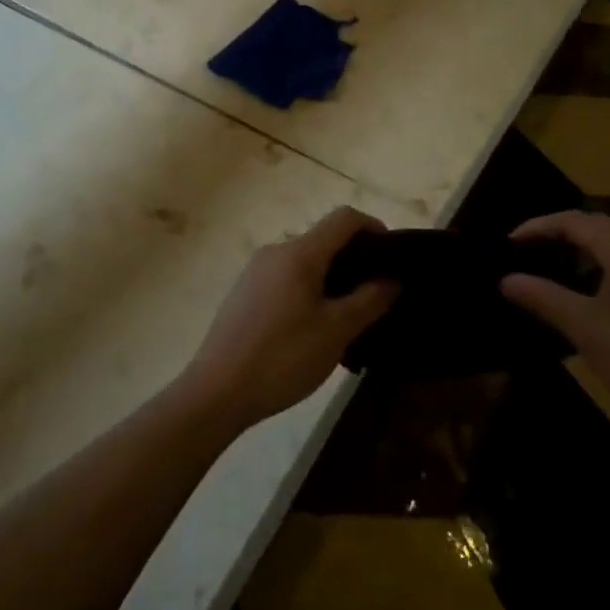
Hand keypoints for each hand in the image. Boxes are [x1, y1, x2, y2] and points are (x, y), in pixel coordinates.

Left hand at [175, 208, 398, 435]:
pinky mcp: (244, 292)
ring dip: (330, 279)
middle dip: (353, 260)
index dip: (373, 227)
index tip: (392, 256)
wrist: (216, 390)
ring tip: (345, 319)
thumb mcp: (335, 332)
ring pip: (304, 262)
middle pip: (323, 239)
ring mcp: (256, 271)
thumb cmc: (282, 357)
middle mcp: (276, 251)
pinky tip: (310, 330)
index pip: (344, 218)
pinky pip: (285, 279)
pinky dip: (307, 291)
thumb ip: (368, 300)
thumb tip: (392, 278)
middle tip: (373, 297)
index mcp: (300, 252)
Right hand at [499, 212, 609, 473]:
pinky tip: (599, 292)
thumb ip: (543, 298)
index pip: (575, 221)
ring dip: (588, 251)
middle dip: (563, 235)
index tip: (511, 242)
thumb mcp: (585, 330)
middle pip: (600, 227)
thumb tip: (506, 280)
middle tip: (531, 252)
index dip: (539, 227)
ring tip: (559, 270)